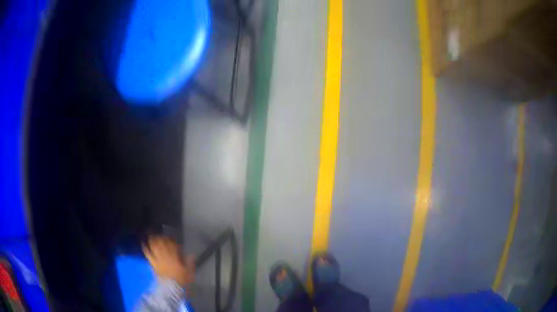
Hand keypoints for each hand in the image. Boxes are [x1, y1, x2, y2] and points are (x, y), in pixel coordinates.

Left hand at [142, 236, 194, 287]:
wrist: (171, 288)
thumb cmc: (181, 280)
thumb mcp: (189, 272)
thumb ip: (190, 262)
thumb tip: (191, 254)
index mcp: (175, 257)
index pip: (173, 245)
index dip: (172, 241)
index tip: (172, 239)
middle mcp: (165, 256)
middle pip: (162, 244)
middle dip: (161, 238)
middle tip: (160, 234)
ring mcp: (158, 259)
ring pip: (155, 247)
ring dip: (153, 240)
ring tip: (152, 235)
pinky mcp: (153, 263)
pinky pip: (148, 254)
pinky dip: (145, 249)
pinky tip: (143, 244)